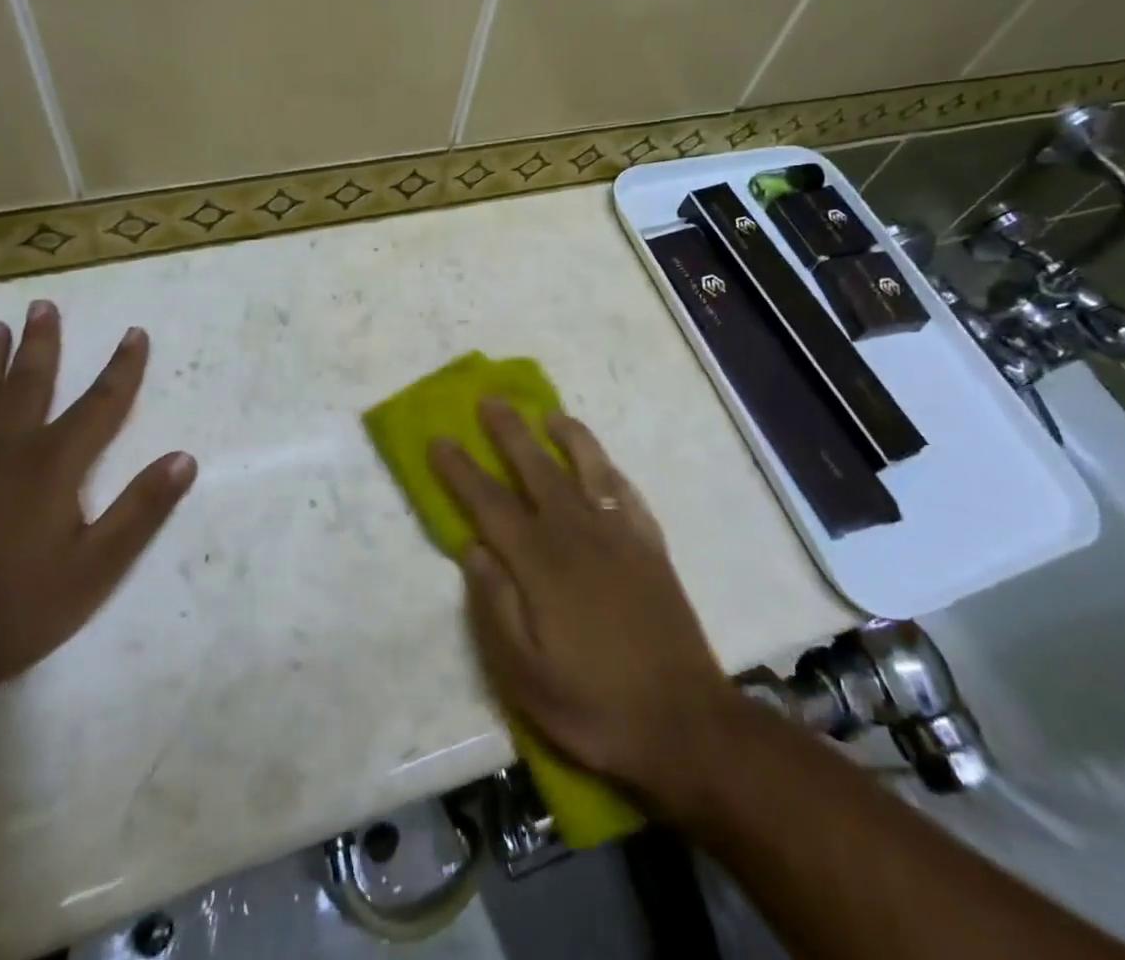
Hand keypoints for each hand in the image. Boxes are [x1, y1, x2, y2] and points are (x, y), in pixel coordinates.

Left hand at [0, 300, 195, 689]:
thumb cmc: (18, 607)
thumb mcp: (98, 566)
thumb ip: (142, 509)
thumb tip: (184, 458)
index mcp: (54, 465)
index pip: (101, 403)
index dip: (122, 367)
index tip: (134, 333)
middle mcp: (4, 448)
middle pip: (30, 383)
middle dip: (42, 343)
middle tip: (42, 306)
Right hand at [431, 403, 737, 807]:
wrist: (685, 725)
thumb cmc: (594, 707)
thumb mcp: (524, 676)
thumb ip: (493, 606)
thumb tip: (473, 549)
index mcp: (541, 563)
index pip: (490, 503)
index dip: (461, 470)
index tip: (440, 438)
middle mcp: (578, 534)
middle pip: (537, 468)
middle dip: (509, 432)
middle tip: (490, 400)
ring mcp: (620, 536)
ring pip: (588, 467)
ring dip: (567, 436)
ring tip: (549, 414)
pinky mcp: (651, 547)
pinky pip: (627, 494)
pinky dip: (610, 470)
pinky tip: (602, 465)